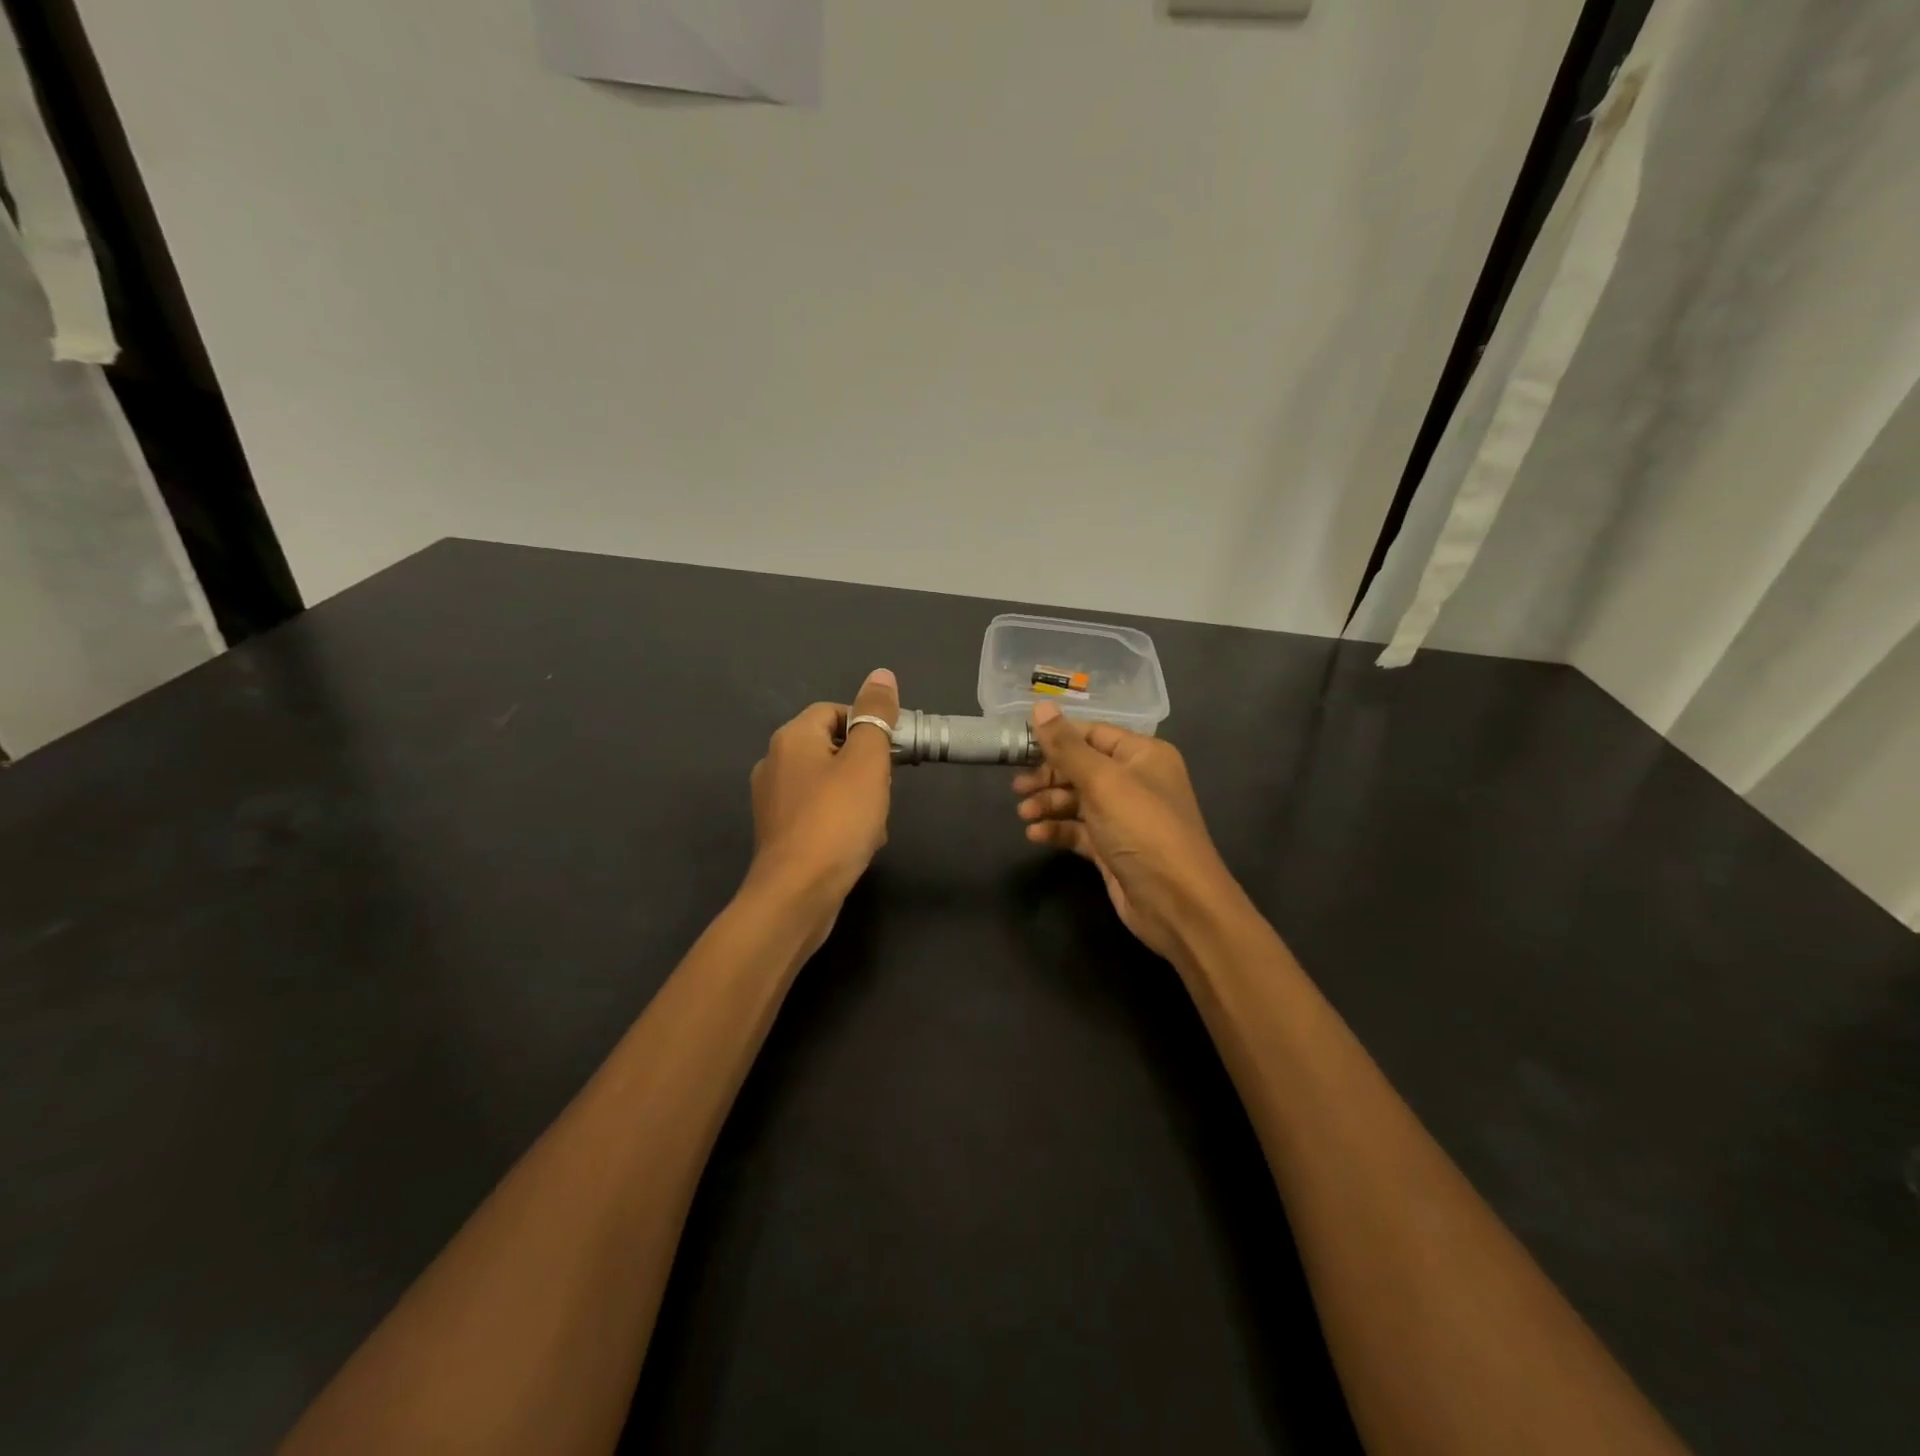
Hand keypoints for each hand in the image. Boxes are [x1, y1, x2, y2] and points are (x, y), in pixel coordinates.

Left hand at [748, 669, 900, 910]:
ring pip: (829, 783)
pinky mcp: (779, 833)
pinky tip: (858, 843)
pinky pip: (819, 813)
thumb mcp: (867, 761)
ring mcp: (773, 801)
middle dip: (866, 767)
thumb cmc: (836, 820)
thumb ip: (876, 716)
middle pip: (833, 747)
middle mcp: (775, 762)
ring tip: (874, 823)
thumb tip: (881, 674)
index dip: (869, 726)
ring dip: (859, 797)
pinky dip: (841, 821)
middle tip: (884, 790)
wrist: (797, 894)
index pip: (835, 711)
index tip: (893, 752)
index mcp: (792, 738)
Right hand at [1013, 701, 1240, 961]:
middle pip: (1081, 767)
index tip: (1019, 744)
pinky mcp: (1113, 848)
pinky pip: (1079, 830)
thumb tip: (1040, 706)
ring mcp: (1124, 817)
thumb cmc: (1142, 829)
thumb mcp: (1102, 782)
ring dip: (1049, 804)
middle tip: (1017, 787)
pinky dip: (1058, 830)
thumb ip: (1067, 747)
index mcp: (1142, 755)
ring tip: (1024, 814)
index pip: (1092, 733)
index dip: (1056, 737)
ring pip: (1077, 800)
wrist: (1177, 903)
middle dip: (1048, 775)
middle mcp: (1135, 780)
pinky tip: (1036, 836)